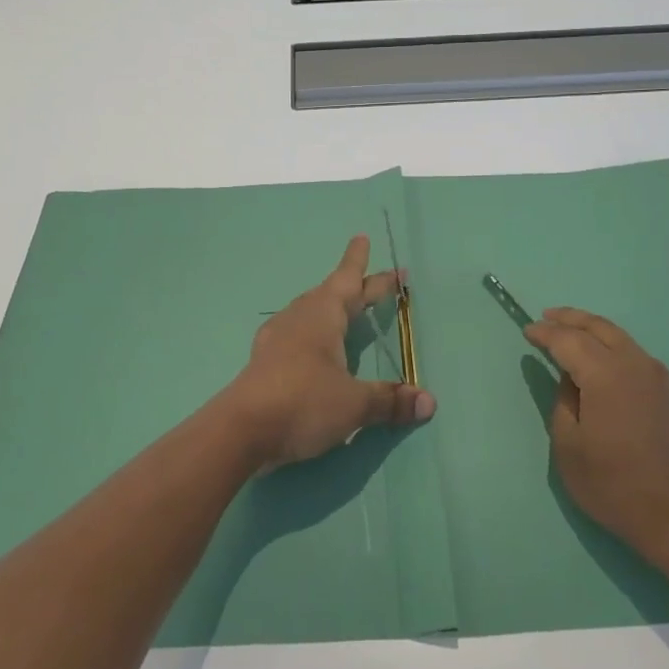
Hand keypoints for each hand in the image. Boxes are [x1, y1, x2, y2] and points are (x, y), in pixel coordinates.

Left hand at [228, 236, 436, 470]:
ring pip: (310, 313)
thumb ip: (390, 400)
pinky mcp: (265, 362)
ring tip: (346, 312)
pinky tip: (314, 348)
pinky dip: (314, 334)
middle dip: (356, 287)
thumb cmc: (303, 402)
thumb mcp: (354, 404)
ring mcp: (278, 339)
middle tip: (378, 283)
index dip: (360, 263)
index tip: (362, 237)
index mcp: (322, 315)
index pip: (348, 280)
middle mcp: (299, 318)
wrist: (240, 431)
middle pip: (331, 294)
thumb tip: (428, 402)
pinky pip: (297, 335)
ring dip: (331, 309)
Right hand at [524, 307, 668, 559]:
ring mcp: (660, 378)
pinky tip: (603, 363)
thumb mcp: (569, 446)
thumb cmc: (614, 484)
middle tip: (547, 317)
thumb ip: (563, 403)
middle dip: (571, 318)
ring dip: (594, 331)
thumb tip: (570, 380)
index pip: (569, 340)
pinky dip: (613, 348)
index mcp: (606, 374)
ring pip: (622, 339)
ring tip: (572, 334)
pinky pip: (636, 357)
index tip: (527, 331)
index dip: (545, 333)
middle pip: (599, 327)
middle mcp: (636, 365)